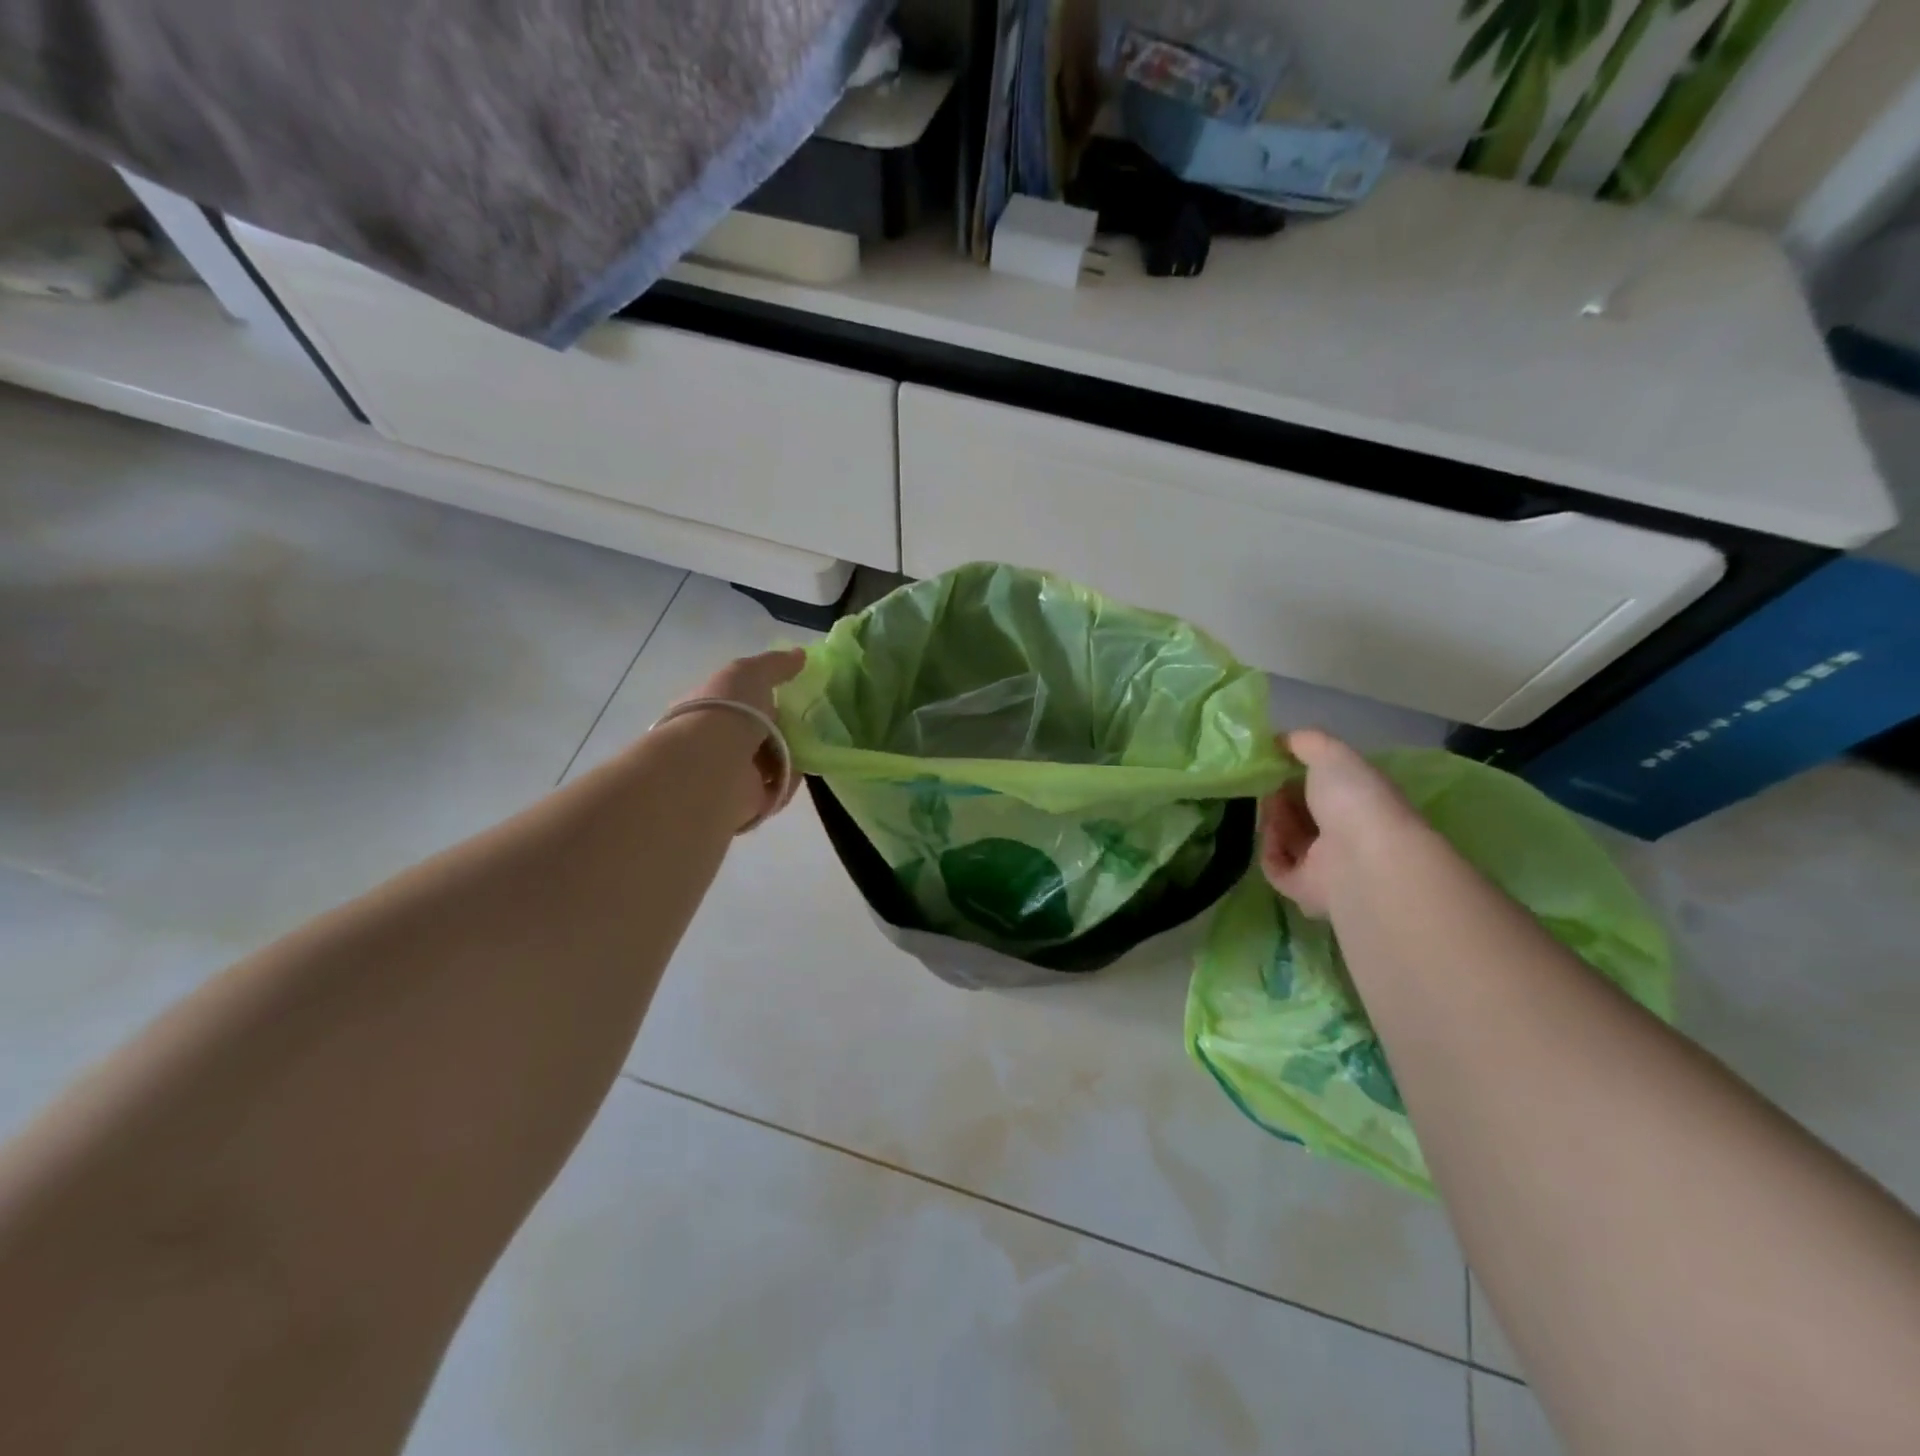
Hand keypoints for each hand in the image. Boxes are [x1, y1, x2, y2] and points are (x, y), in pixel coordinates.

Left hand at [668, 648, 807, 828]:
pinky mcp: (745, 802)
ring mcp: (728, 773)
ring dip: (788, 758)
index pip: (737, 701)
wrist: (715, 765)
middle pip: (757, 733)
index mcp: (707, 708)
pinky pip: (776, 789)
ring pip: (768, 763)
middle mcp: (713, 741)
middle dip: (782, 730)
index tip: (790, 694)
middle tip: (808, 723)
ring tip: (809, 747)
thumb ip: (776, 664)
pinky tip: (797, 771)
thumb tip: (801, 655)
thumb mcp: (750, 672)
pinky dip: (788, 782)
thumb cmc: (727, 711)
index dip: (762, 697)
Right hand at [1258, 730, 1421, 917]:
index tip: (1276, 761)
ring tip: (1266, 806)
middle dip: (1281, 797)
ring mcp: (1328, 865)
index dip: (1300, 773)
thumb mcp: (1331, 754)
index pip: (1327, 787)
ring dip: (1273, 821)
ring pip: (1289, 840)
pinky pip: (1278, 868)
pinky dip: (1269, 850)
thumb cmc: (1354, 800)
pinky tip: (1269, 835)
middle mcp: (1347, 835)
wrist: (1362, 859)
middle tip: (1264, 784)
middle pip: (1304, 814)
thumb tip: (1281, 740)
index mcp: (1361, 802)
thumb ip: (1306, 742)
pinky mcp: (1306, 890)